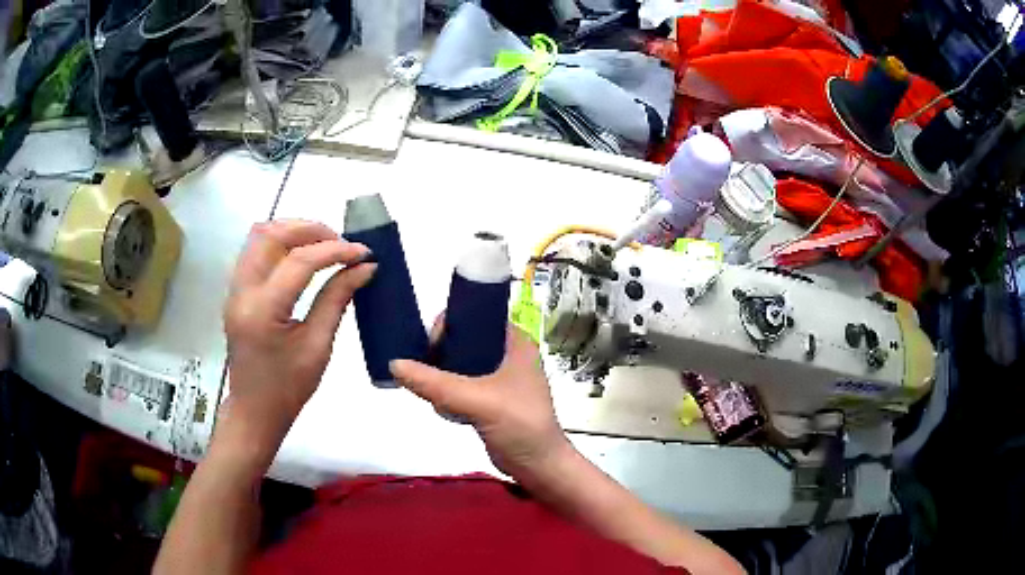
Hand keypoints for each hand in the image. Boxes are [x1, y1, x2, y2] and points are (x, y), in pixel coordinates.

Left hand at [222, 220, 375, 456]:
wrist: (254, 411)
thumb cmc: (288, 389)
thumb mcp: (318, 347)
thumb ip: (337, 300)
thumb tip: (364, 268)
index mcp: (263, 310)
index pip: (300, 261)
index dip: (335, 250)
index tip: (364, 252)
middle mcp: (242, 291)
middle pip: (271, 235)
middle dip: (310, 229)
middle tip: (340, 242)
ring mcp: (234, 289)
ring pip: (259, 237)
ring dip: (293, 231)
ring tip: (323, 244)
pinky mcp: (236, 292)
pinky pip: (255, 252)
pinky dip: (281, 244)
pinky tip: (302, 256)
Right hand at [390, 323, 569, 480]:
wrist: (539, 467)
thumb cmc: (520, 425)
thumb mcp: (477, 400)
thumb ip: (436, 383)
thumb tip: (394, 364)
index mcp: (515, 341)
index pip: (475, 316)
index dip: (450, 324)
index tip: (431, 347)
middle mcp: (508, 353)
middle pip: (463, 340)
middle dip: (441, 355)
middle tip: (426, 371)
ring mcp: (499, 378)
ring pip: (459, 364)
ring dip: (442, 377)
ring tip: (436, 395)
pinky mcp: (490, 399)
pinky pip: (461, 386)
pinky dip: (448, 394)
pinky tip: (446, 410)